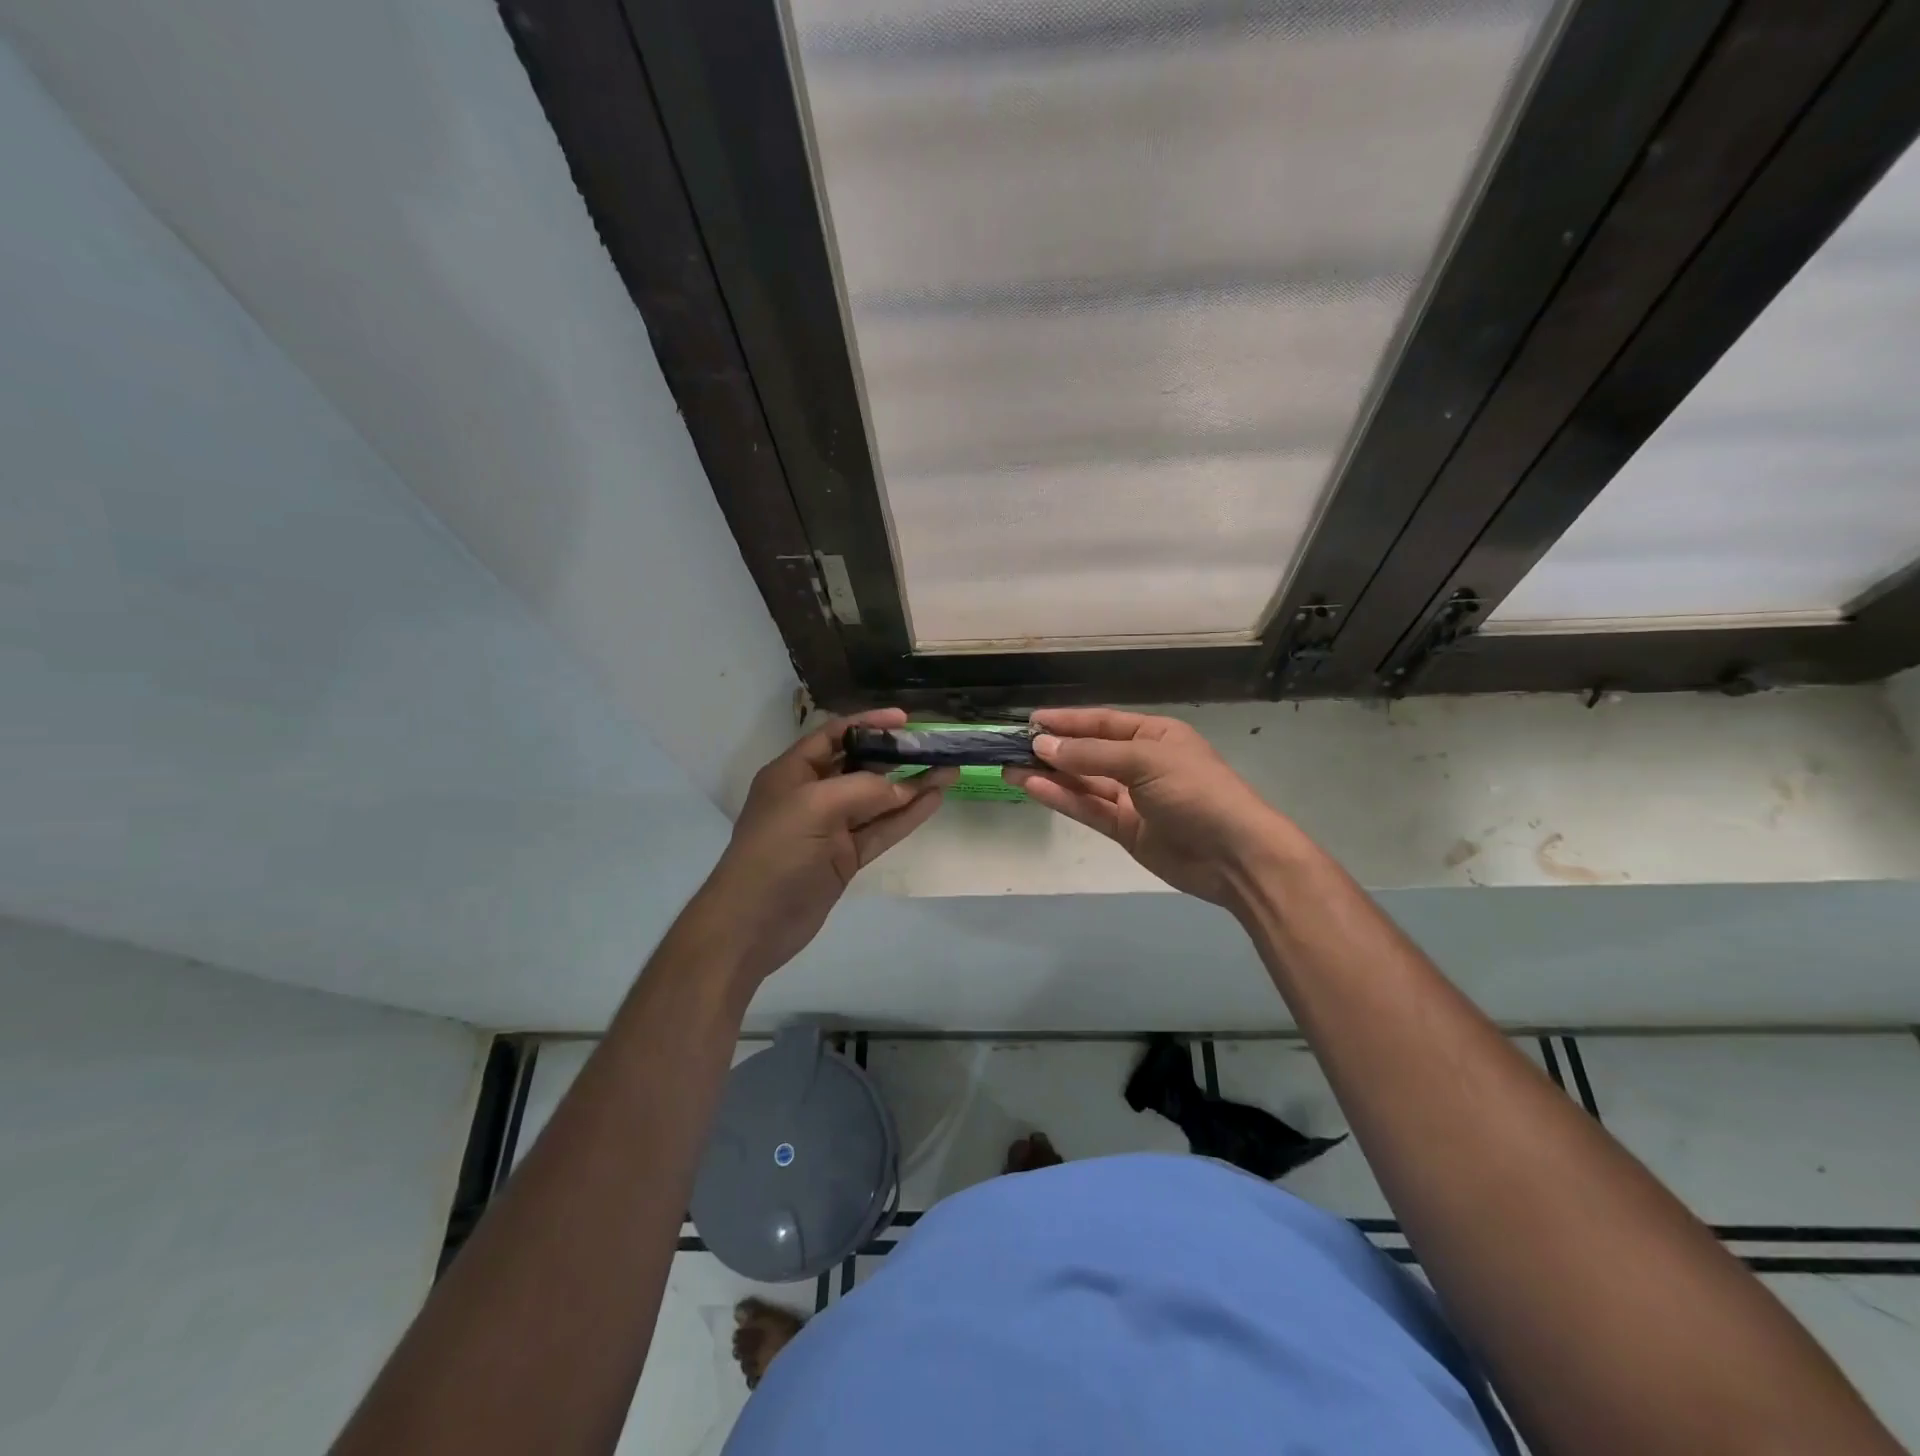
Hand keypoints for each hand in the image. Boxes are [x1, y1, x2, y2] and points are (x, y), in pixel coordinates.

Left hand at [689, 709, 952, 982]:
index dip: (868, 723)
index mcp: (793, 772)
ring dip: (911, 787)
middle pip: (859, 766)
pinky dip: (906, 816)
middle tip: (934, 748)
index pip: (833, 735)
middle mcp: (812, 795)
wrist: (752, 923)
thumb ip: (863, 789)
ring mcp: (830, 829)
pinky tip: (933, 800)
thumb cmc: (776, 851)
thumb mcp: (816, 805)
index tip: (905, 719)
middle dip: (895, 756)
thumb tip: (902, 789)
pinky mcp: (845, 858)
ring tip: (949, 772)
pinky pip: (880, 830)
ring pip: (877, 801)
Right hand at [1005, 707, 1296, 908]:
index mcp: (1155, 736)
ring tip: (1008, 767)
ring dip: (1049, 775)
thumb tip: (1042, 746)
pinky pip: (1088, 808)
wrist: (1234, 855)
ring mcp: (1133, 798)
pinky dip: (1061, 798)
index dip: (1067, 721)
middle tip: (1011, 747)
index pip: (1102, 722)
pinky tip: (1031, 788)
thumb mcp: (1144, 761)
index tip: (1031, 721)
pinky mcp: (1126, 830)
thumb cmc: (1195, 792)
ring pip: (1083, 782)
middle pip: (1089, 752)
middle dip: (1053, 749)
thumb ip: (1091, 755)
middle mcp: (1141, 763)